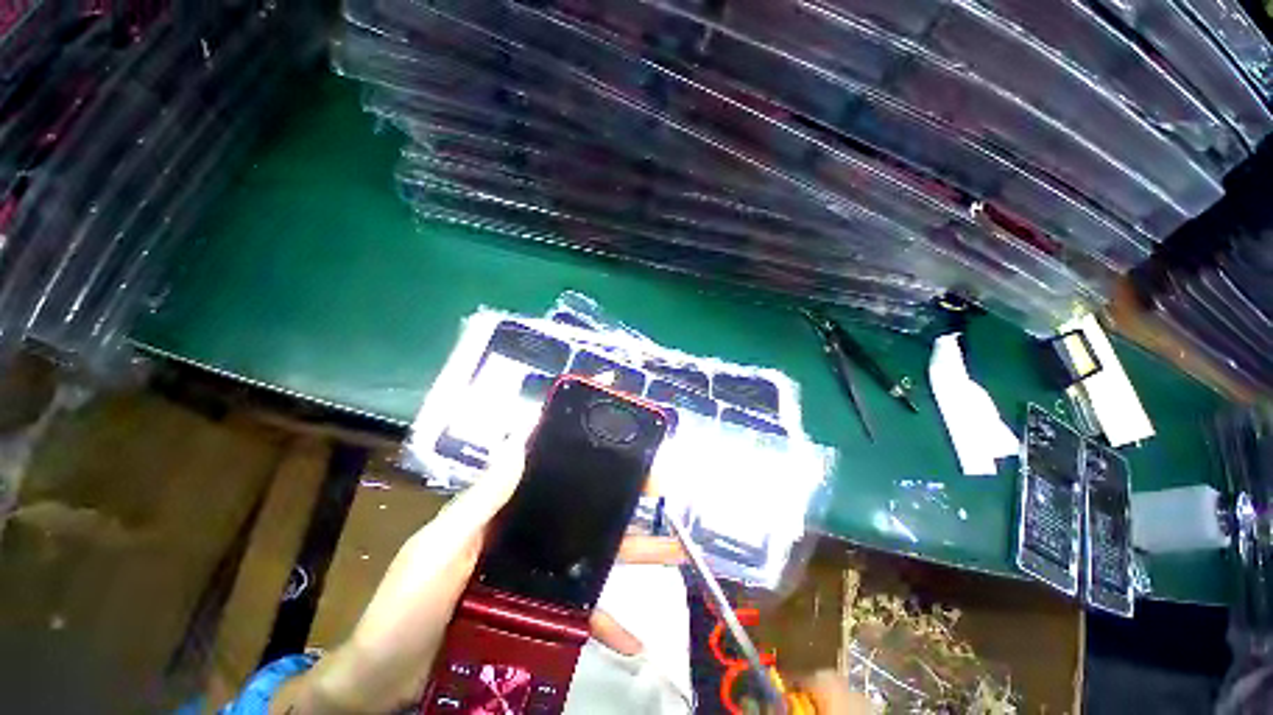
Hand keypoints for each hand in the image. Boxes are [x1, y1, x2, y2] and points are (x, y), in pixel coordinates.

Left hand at [271, 445, 683, 713]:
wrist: (386, 680)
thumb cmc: (407, 604)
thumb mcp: (442, 544)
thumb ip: (483, 498)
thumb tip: (521, 437)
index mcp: (508, 508)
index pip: (555, 466)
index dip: (589, 447)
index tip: (624, 436)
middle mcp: (531, 532)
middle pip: (589, 509)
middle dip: (628, 498)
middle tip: (664, 491)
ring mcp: (539, 572)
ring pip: (597, 555)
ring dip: (635, 555)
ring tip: (675, 553)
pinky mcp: (541, 610)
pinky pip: (582, 613)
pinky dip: (607, 622)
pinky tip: (635, 639)